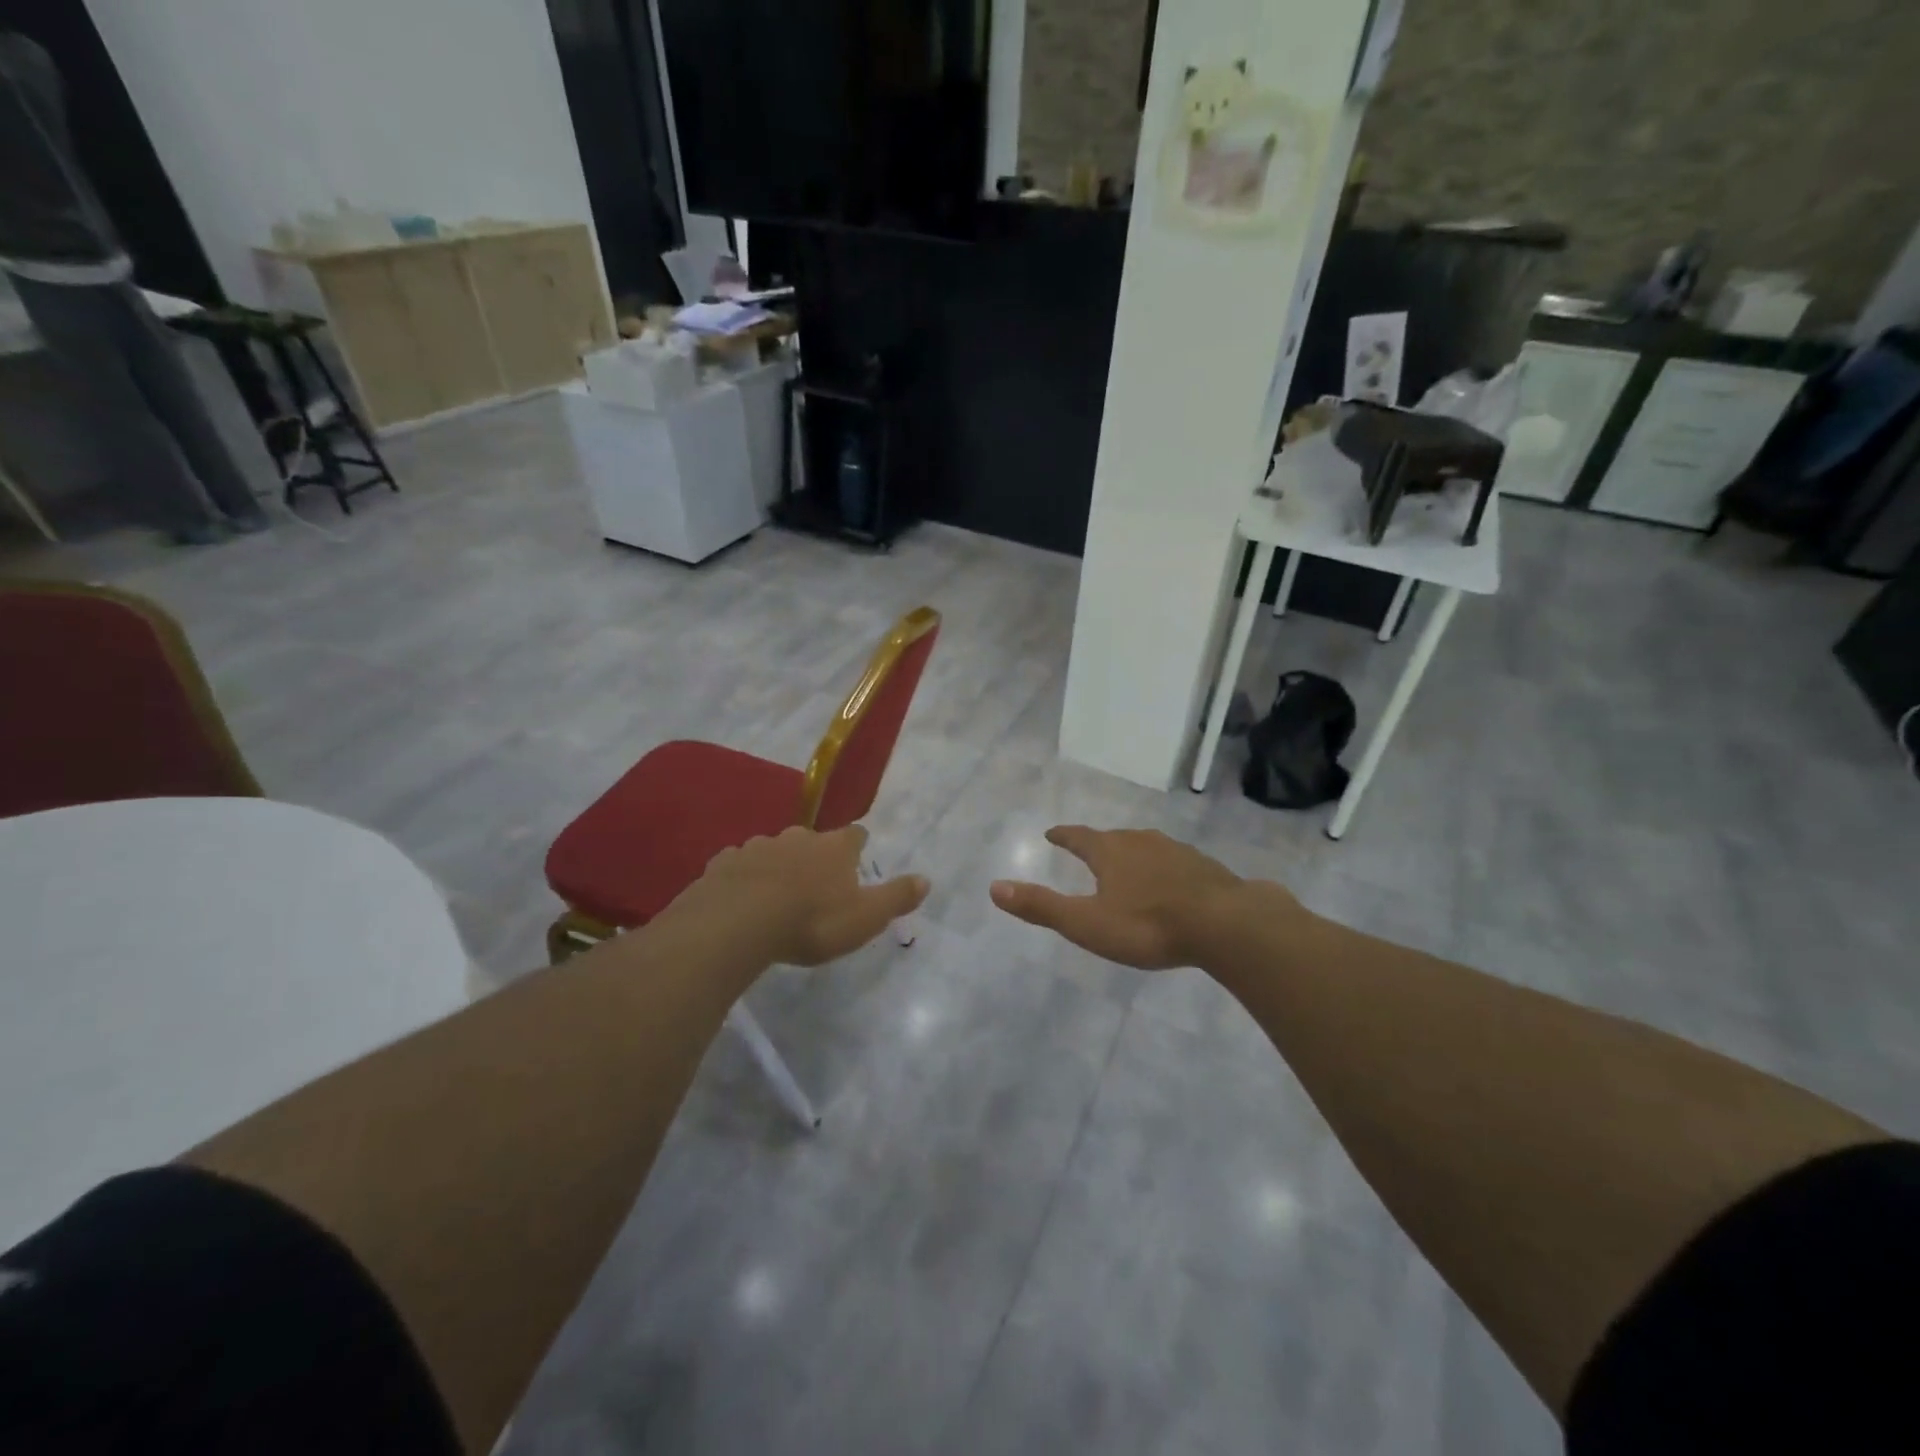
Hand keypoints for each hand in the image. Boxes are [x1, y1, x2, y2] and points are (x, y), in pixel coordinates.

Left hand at [675, 824, 928, 967]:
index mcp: (835, 848)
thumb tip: (926, 879)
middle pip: (812, 840)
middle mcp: (798, 837)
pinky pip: (739, 865)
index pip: (854, 835)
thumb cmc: (811, 921)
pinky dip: (744, 876)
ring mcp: (758, 846)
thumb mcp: (865, 917)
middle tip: (816, 881)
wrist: (738, 923)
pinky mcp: (725, 863)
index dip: (857, 844)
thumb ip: (896, 897)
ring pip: (774, 850)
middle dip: (815, 856)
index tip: (858, 852)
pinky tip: (741, 896)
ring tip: (777, 892)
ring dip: (779, 866)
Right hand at [990, 825, 1255, 968]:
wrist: (1225, 924)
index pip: (1078, 837)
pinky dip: (1163, 868)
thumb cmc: (1147, 925)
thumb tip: (995, 887)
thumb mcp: (1087, 923)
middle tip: (1088, 850)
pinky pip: (1175, 862)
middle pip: (1113, 838)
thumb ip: (1042, 907)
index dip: (1063, 836)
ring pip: (1146, 847)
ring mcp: (1176, 851)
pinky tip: (1170, 883)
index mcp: (1110, 852)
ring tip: (1127, 865)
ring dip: (1132, 854)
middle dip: (1098, 844)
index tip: (1052, 833)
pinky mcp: (1204, 867)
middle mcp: (1141, 842)